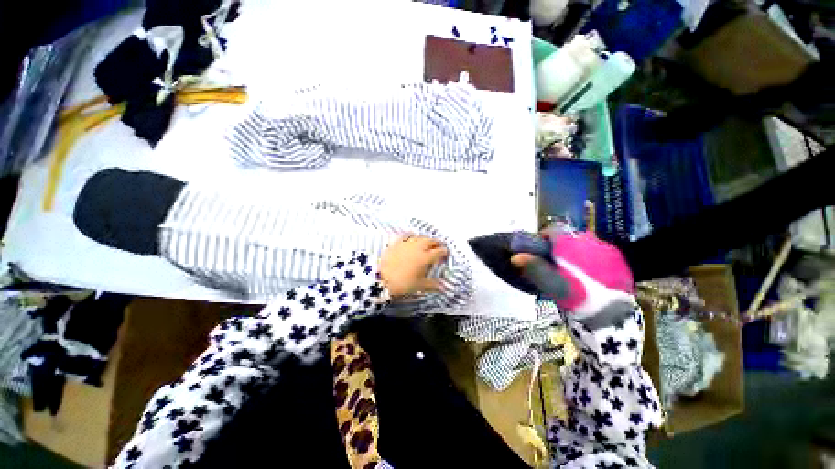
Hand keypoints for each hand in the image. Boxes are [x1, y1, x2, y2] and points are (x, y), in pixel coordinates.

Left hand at [379, 235, 448, 298]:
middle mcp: (418, 247)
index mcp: (426, 258)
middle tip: (440, 247)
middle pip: (431, 241)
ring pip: (420, 236)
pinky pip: (406, 235)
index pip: (440, 251)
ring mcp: (407, 243)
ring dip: (426, 238)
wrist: (380, 279)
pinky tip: (412, 235)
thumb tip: (445, 287)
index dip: (445, 252)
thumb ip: (433, 285)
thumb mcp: (419, 286)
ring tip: (428, 242)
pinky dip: (411, 235)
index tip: (446, 255)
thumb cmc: (402, 283)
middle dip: (437, 243)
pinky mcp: (397, 242)